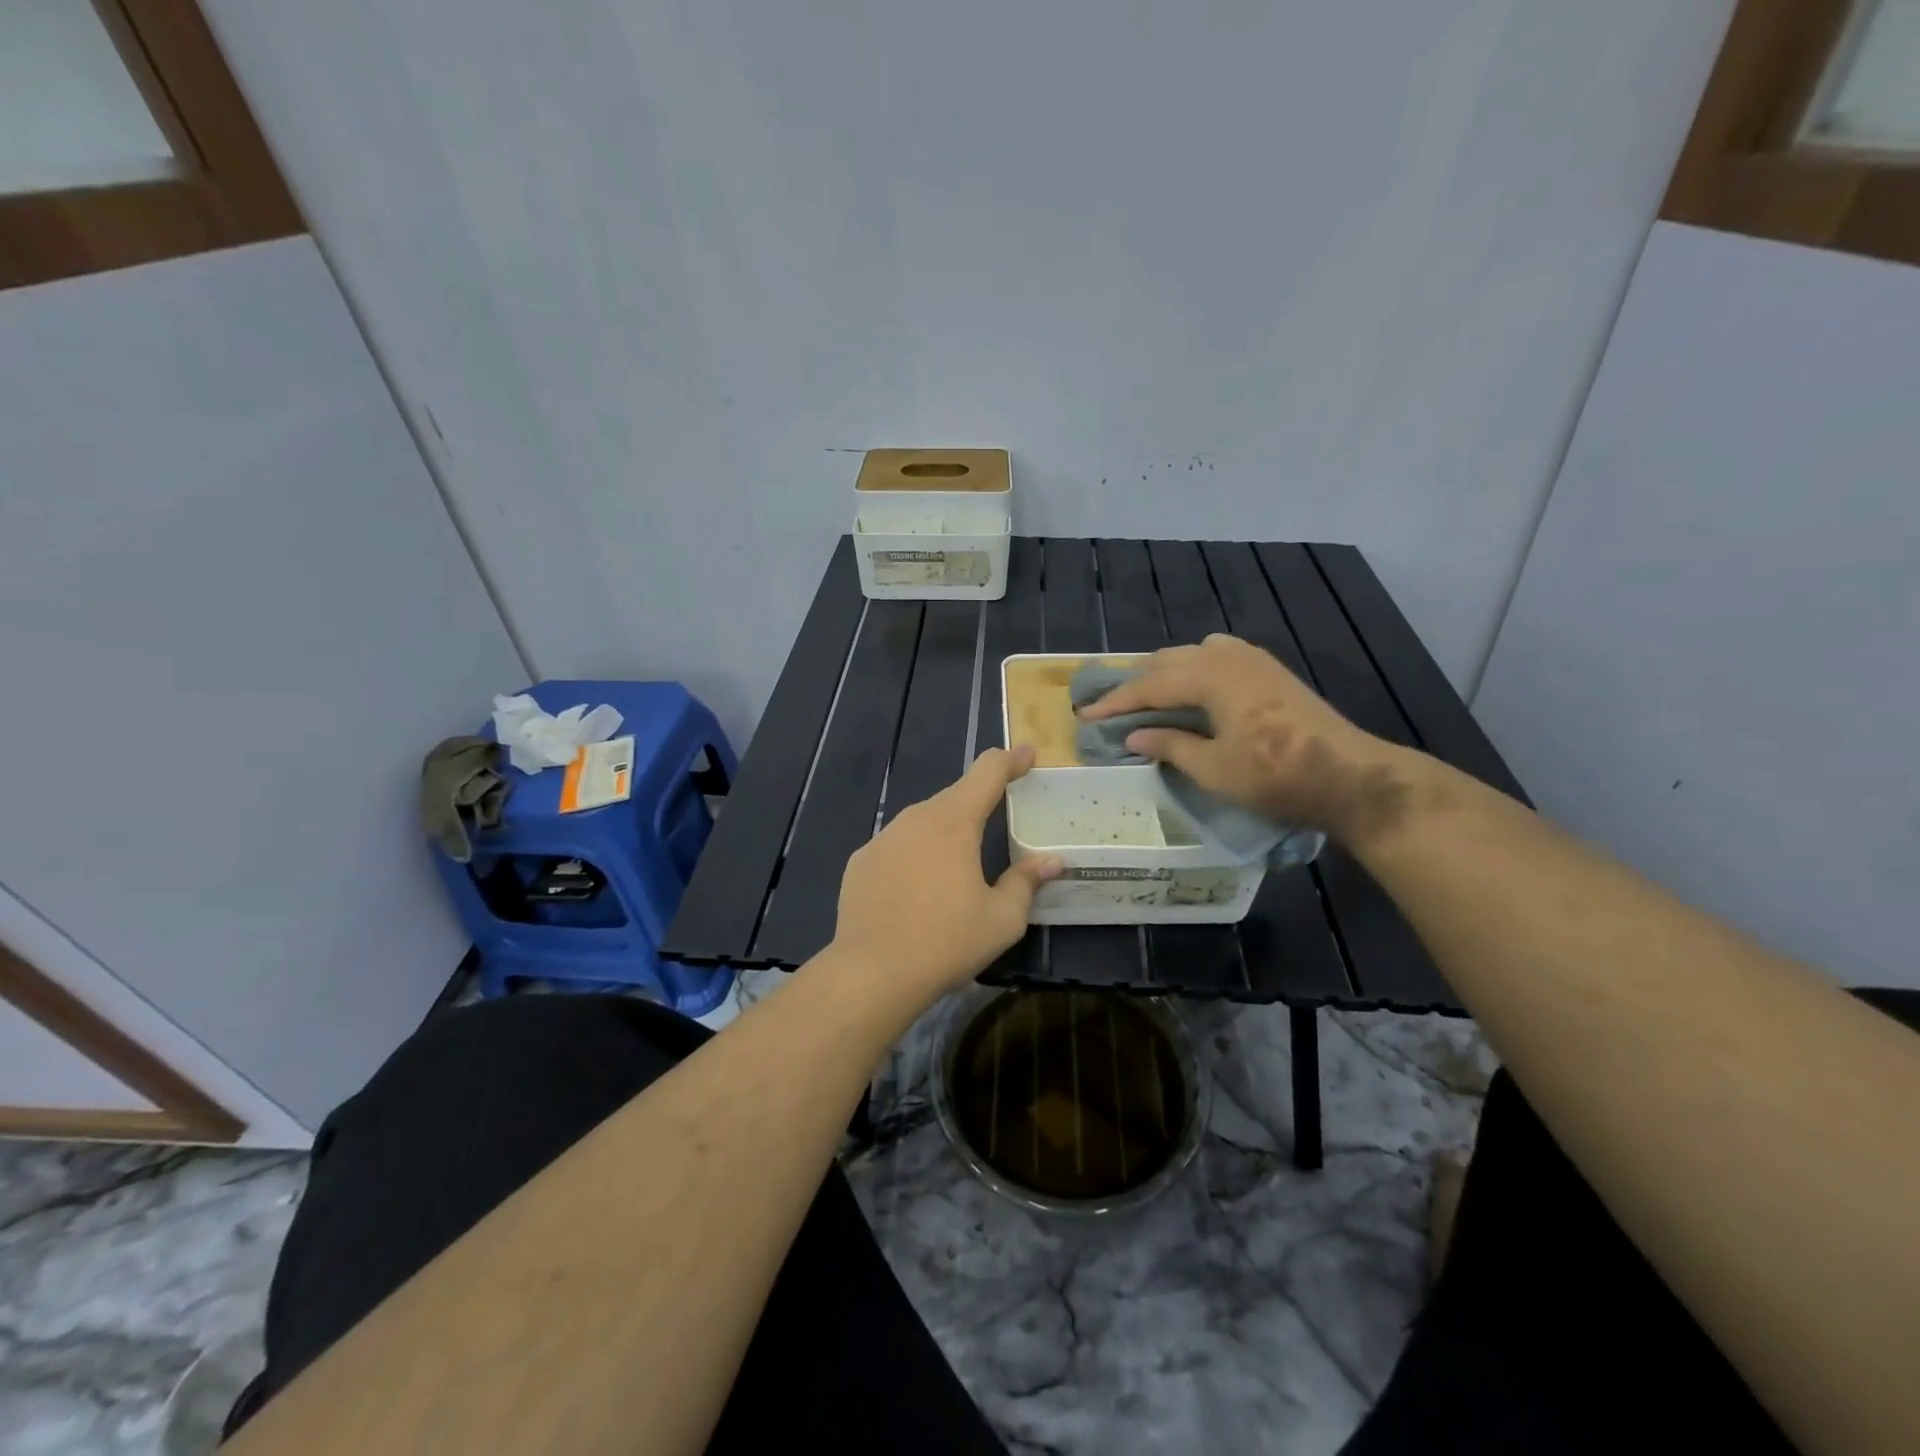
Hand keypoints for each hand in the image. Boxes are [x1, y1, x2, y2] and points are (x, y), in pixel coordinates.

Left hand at [829, 745, 1061, 1005]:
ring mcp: (882, 838)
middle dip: (979, 800)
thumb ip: (1026, 882)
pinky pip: (897, 846)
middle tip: (999, 814)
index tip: (1027, 753)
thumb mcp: (1001, 918)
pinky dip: (914, 855)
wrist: (871, 973)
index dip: (1010, 760)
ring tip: (959, 862)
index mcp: (954, 823)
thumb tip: (1052, 862)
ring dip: (945, 831)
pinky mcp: (861, 861)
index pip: (986, 773)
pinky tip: (918, 887)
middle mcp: (915, 819)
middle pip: (954, 797)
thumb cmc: (946, 942)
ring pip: (923, 822)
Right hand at [1078, 634, 1414, 844]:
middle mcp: (1226, 656)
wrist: (1348, 775)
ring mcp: (1252, 659)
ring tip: (1147, 698)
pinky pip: (1217, 656)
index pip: (1148, 686)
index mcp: (1209, 675)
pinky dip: (1194, 670)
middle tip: (1109, 708)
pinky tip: (1194, 691)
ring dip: (1165, 674)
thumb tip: (1133, 735)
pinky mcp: (1269, 670)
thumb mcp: (1212, 768)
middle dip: (1136, 685)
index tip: (1085, 716)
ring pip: (1192, 655)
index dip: (1114, 702)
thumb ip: (1169, 745)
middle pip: (1167, 662)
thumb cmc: (1274, 775)